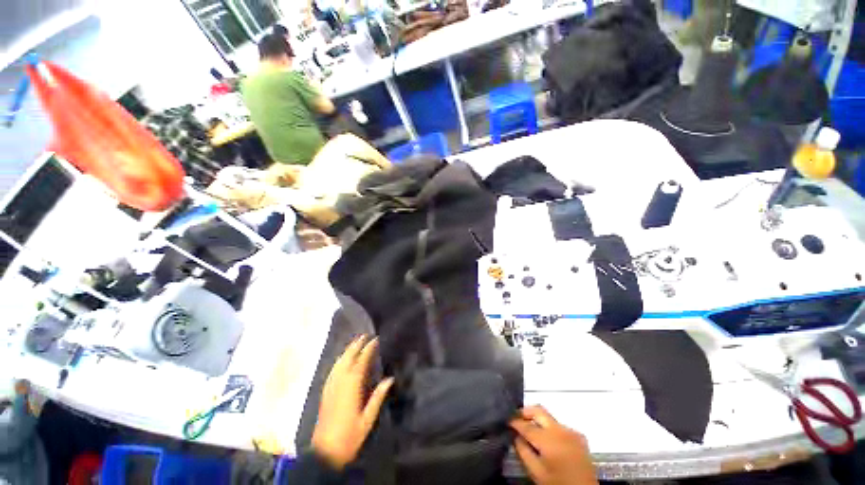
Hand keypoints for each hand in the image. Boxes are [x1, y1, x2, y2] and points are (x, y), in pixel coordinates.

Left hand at [312, 336, 393, 469]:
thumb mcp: (368, 418)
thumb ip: (378, 397)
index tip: (375, 339)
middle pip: (348, 359)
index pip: (361, 362)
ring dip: (347, 351)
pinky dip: (339, 361)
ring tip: (354, 343)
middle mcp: (340, 382)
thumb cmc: (350, 436)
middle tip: (364, 335)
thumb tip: (389, 379)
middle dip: (356, 346)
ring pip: (339, 363)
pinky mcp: (325, 392)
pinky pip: (332, 371)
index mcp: (352, 387)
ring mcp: (330, 387)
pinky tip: (341, 360)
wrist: (325, 453)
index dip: (368, 349)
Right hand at [510, 406, 597, 484]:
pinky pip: (560, 426)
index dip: (514, 421)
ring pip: (549, 417)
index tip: (506, 421)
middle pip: (539, 410)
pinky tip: (547, 440)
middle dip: (525, 412)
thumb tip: (515, 436)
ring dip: (538, 420)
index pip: (526, 425)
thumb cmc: (558, 484)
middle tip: (516, 418)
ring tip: (530, 430)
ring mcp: (572, 431)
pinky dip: (550, 428)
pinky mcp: (579, 436)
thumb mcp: (536, 473)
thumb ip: (523, 452)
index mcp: (549, 440)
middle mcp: (560, 430)